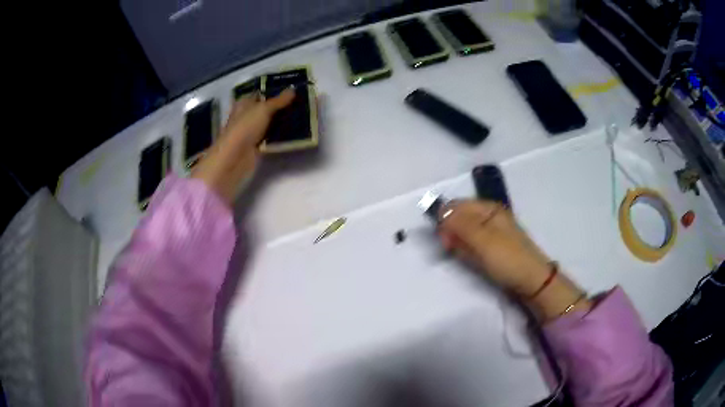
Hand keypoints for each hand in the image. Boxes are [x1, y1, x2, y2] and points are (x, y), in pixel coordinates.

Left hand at [192, 89, 294, 205]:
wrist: (235, 158)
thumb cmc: (245, 128)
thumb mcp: (263, 109)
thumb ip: (279, 100)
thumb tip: (293, 89)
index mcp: (244, 103)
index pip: (259, 93)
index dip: (273, 91)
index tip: (291, 90)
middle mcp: (246, 116)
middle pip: (265, 108)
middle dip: (280, 106)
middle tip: (299, 102)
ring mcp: (250, 132)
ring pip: (268, 123)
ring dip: (281, 120)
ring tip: (300, 115)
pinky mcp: (256, 146)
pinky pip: (270, 137)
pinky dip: (279, 135)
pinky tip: (293, 132)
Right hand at [438, 200, 589, 320]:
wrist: (531, 281)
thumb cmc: (508, 258)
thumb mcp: (483, 240)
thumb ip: (460, 224)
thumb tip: (439, 210)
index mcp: (489, 208)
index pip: (456, 205)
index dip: (446, 219)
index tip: (443, 238)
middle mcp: (489, 216)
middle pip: (459, 218)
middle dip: (452, 233)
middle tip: (452, 249)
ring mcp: (491, 232)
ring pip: (464, 233)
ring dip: (460, 244)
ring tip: (467, 257)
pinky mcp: (491, 247)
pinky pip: (472, 244)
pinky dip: (468, 251)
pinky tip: (472, 260)